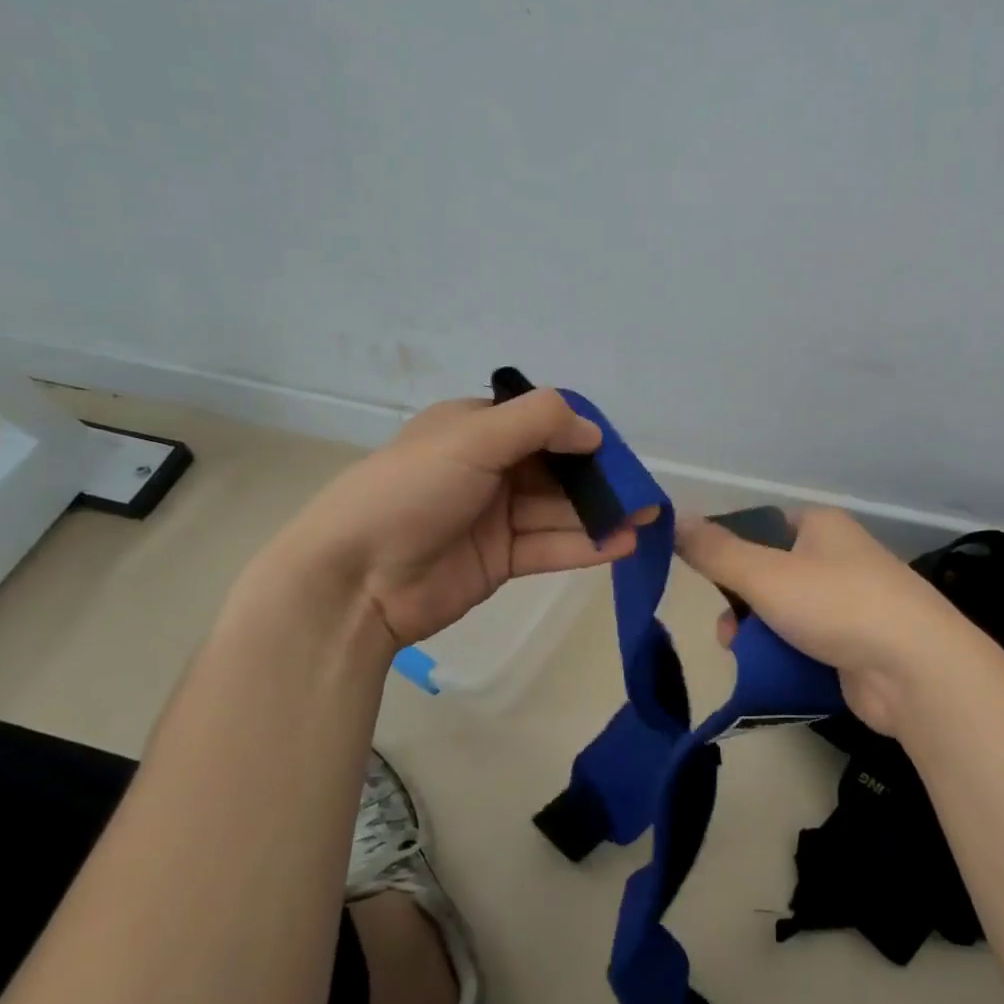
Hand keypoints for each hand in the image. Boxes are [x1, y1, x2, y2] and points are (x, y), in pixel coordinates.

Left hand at [252, 389, 650, 648]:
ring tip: (648, 518)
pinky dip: (586, 546)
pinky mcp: (500, 560)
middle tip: (644, 491)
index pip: (540, 423)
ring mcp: (495, 517)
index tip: (617, 450)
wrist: (355, 581)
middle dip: (600, 479)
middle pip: (556, 470)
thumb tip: (593, 432)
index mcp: (474, 430)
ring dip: (601, 514)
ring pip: (559, 511)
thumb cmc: (411, 491)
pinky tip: (623, 544)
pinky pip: (550, 547)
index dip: (581, 434)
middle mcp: (488, 469)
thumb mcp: (472, 437)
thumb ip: (538, 423)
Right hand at [675, 508, 982, 736]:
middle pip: (770, 574)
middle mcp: (838, 557)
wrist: (917, 670)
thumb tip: (674, 518)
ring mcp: (851, 603)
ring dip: (758, 633)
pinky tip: (770, 674)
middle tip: (727, 629)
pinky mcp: (858, 645)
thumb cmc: (837, 604)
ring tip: (740, 655)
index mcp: (821, 526)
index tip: (707, 579)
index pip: (762, 527)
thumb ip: (715, 551)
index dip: (730, 550)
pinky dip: (786, 656)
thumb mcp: (766, 574)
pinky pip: (807, 644)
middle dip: (741, 602)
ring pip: (786, 613)